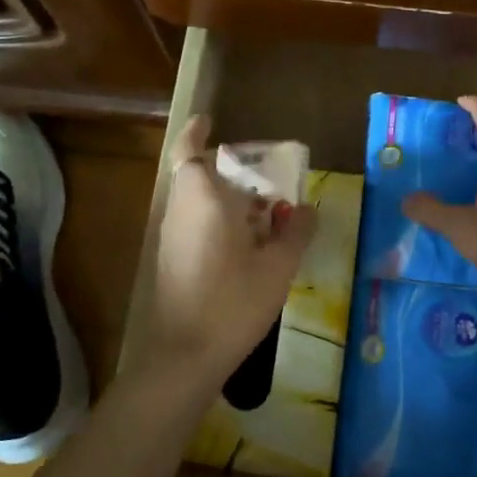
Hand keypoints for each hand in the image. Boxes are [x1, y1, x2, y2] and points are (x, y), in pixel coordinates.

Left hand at [146, 116, 316, 384]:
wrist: (185, 355)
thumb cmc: (233, 302)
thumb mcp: (278, 267)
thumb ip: (295, 232)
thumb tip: (307, 208)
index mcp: (203, 199)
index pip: (189, 152)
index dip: (196, 132)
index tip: (209, 120)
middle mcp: (180, 210)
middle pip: (194, 174)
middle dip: (221, 167)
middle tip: (256, 172)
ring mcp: (171, 236)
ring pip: (193, 199)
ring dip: (219, 194)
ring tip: (258, 207)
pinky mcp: (170, 259)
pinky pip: (192, 221)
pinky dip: (214, 217)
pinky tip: (243, 241)